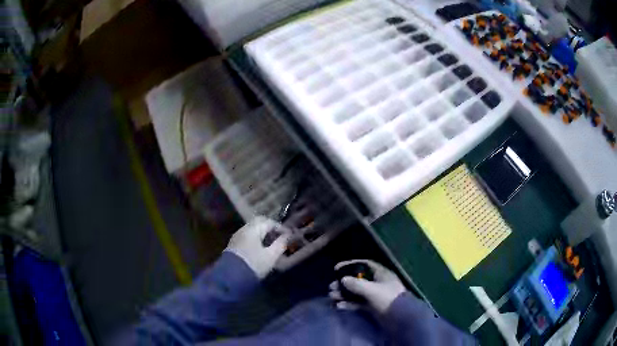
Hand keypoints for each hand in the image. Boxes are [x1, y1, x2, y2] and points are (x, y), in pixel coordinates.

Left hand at [225, 216, 290, 278]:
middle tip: (280, 236)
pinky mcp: (234, 244)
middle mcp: (243, 229)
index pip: (269, 222)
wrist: (232, 277)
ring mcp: (237, 236)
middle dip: (271, 228)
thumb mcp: (271, 256)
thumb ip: (281, 244)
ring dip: (263, 233)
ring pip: (252, 229)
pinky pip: (247, 235)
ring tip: (272, 243)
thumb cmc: (254, 265)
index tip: (289, 235)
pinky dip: (256, 238)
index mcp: (253, 229)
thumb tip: (287, 236)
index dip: (281, 227)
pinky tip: (261, 247)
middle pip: (259, 222)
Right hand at [329, 259, 405, 313]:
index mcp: (381, 274)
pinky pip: (358, 303)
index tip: (336, 268)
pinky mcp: (373, 306)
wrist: (401, 318)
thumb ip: (356, 284)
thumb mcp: (372, 290)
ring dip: (344, 294)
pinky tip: (340, 306)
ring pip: (356, 292)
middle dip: (344, 283)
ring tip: (332, 297)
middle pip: (358, 279)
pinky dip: (349, 304)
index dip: (350, 264)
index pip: (364, 264)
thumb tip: (343, 279)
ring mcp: (375, 295)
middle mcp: (378, 283)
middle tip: (331, 287)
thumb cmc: (388, 299)